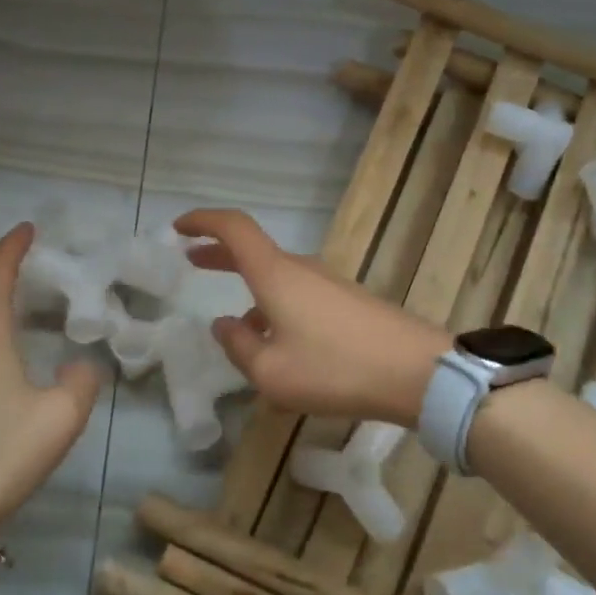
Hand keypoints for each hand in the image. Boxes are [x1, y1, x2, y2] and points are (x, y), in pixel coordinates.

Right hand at [174, 209, 450, 426]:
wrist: (417, 372)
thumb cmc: (336, 369)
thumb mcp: (272, 372)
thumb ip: (239, 347)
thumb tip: (224, 325)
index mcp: (276, 274)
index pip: (234, 228)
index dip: (203, 221)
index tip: (178, 229)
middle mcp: (301, 269)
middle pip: (254, 250)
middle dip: (220, 254)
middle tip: (192, 261)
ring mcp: (328, 283)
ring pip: (277, 279)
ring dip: (250, 291)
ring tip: (236, 332)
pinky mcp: (348, 302)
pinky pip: (299, 296)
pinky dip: (276, 308)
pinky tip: (279, 348)